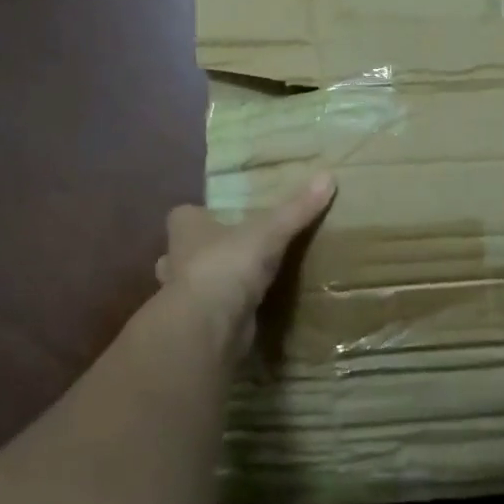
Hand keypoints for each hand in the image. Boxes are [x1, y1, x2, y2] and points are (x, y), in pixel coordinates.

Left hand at [154, 174, 335, 352]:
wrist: (207, 327)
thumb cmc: (226, 265)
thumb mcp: (269, 231)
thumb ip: (296, 208)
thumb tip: (328, 175)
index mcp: (186, 230)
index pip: (183, 215)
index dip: (199, 214)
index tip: (221, 214)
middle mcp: (176, 261)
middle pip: (184, 251)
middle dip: (203, 251)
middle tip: (236, 248)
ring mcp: (184, 297)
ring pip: (194, 284)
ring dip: (212, 284)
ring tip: (243, 281)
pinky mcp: (198, 326)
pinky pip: (212, 313)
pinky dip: (225, 312)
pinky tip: (248, 311)